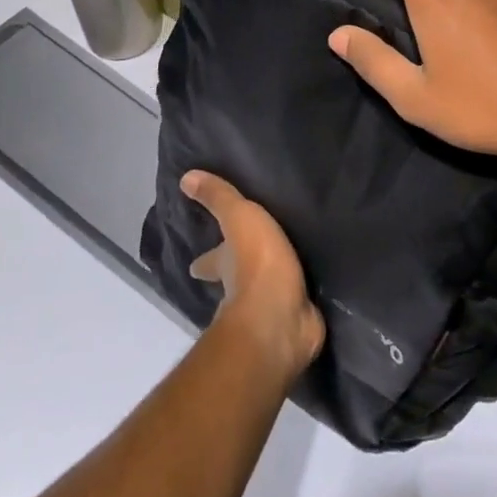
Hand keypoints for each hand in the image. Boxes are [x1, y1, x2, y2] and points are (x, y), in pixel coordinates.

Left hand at [182, 171, 324, 378]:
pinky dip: (299, 298)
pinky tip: (310, 289)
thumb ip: (219, 198)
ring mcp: (268, 307)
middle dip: (234, 274)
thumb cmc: (256, 263)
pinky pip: (296, 302)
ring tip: (287, 268)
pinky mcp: (295, 318)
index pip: (208, 261)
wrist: (281, 316)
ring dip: (270, 284)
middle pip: (233, 280)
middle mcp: (239, 290)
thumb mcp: (238, 219)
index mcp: (225, 265)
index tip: (195, 263)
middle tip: (242, 265)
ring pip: (264, 292)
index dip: (203, 261)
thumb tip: (185, 178)